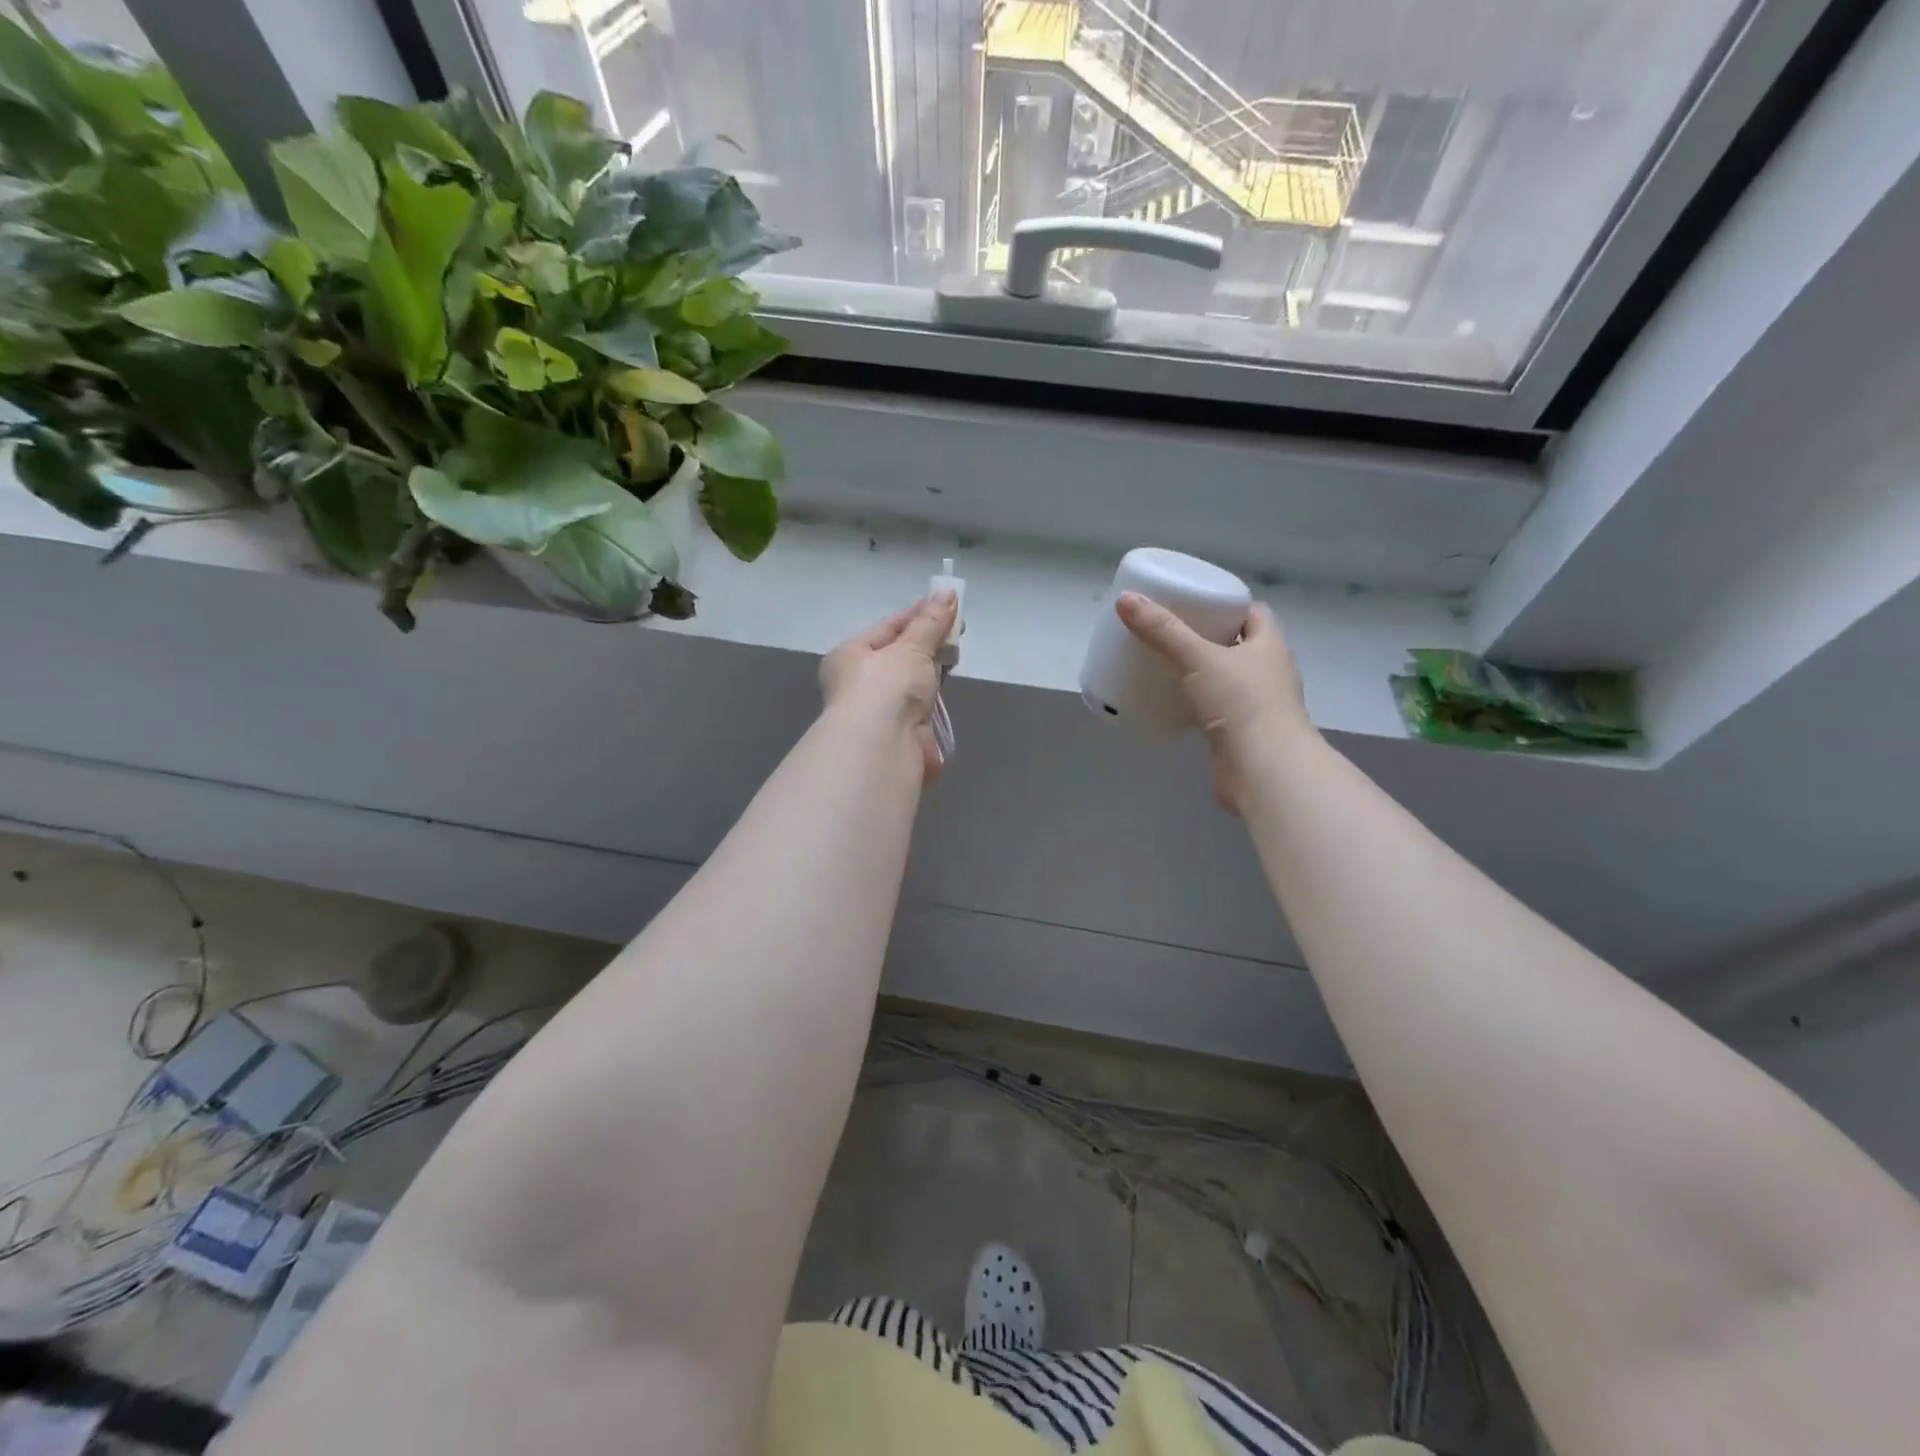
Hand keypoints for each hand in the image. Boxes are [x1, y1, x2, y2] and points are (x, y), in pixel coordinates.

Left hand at [820, 592, 958, 780]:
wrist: (883, 746)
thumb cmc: (887, 686)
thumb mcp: (911, 647)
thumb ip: (931, 623)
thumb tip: (948, 591)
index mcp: (850, 656)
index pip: (888, 628)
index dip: (919, 615)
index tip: (948, 605)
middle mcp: (861, 682)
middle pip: (901, 655)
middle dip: (929, 643)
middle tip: (959, 630)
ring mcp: (881, 709)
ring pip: (913, 681)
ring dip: (933, 670)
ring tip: (957, 654)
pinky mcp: (902, 731)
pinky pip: (922, 705)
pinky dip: (935, 696)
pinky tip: (950, 684)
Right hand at [1116, 592, 1314, 813]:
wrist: (1264, 771)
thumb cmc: (1242, 704)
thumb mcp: (1198, 658)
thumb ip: (1162, 631)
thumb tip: (1125, 599)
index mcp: (1269, 646)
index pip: (1252, 613)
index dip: (1226, 604)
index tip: (1193, 602)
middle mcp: (1268, 673)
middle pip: (1237, 645)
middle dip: (1207, 638)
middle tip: (1168, 632)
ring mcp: (1257, 706)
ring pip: (1226, 680)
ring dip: (1201, 673)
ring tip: (1164, 664)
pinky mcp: (1240, 735)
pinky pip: (1215, 710)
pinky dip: (1195, 704)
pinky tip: (1170, 702)